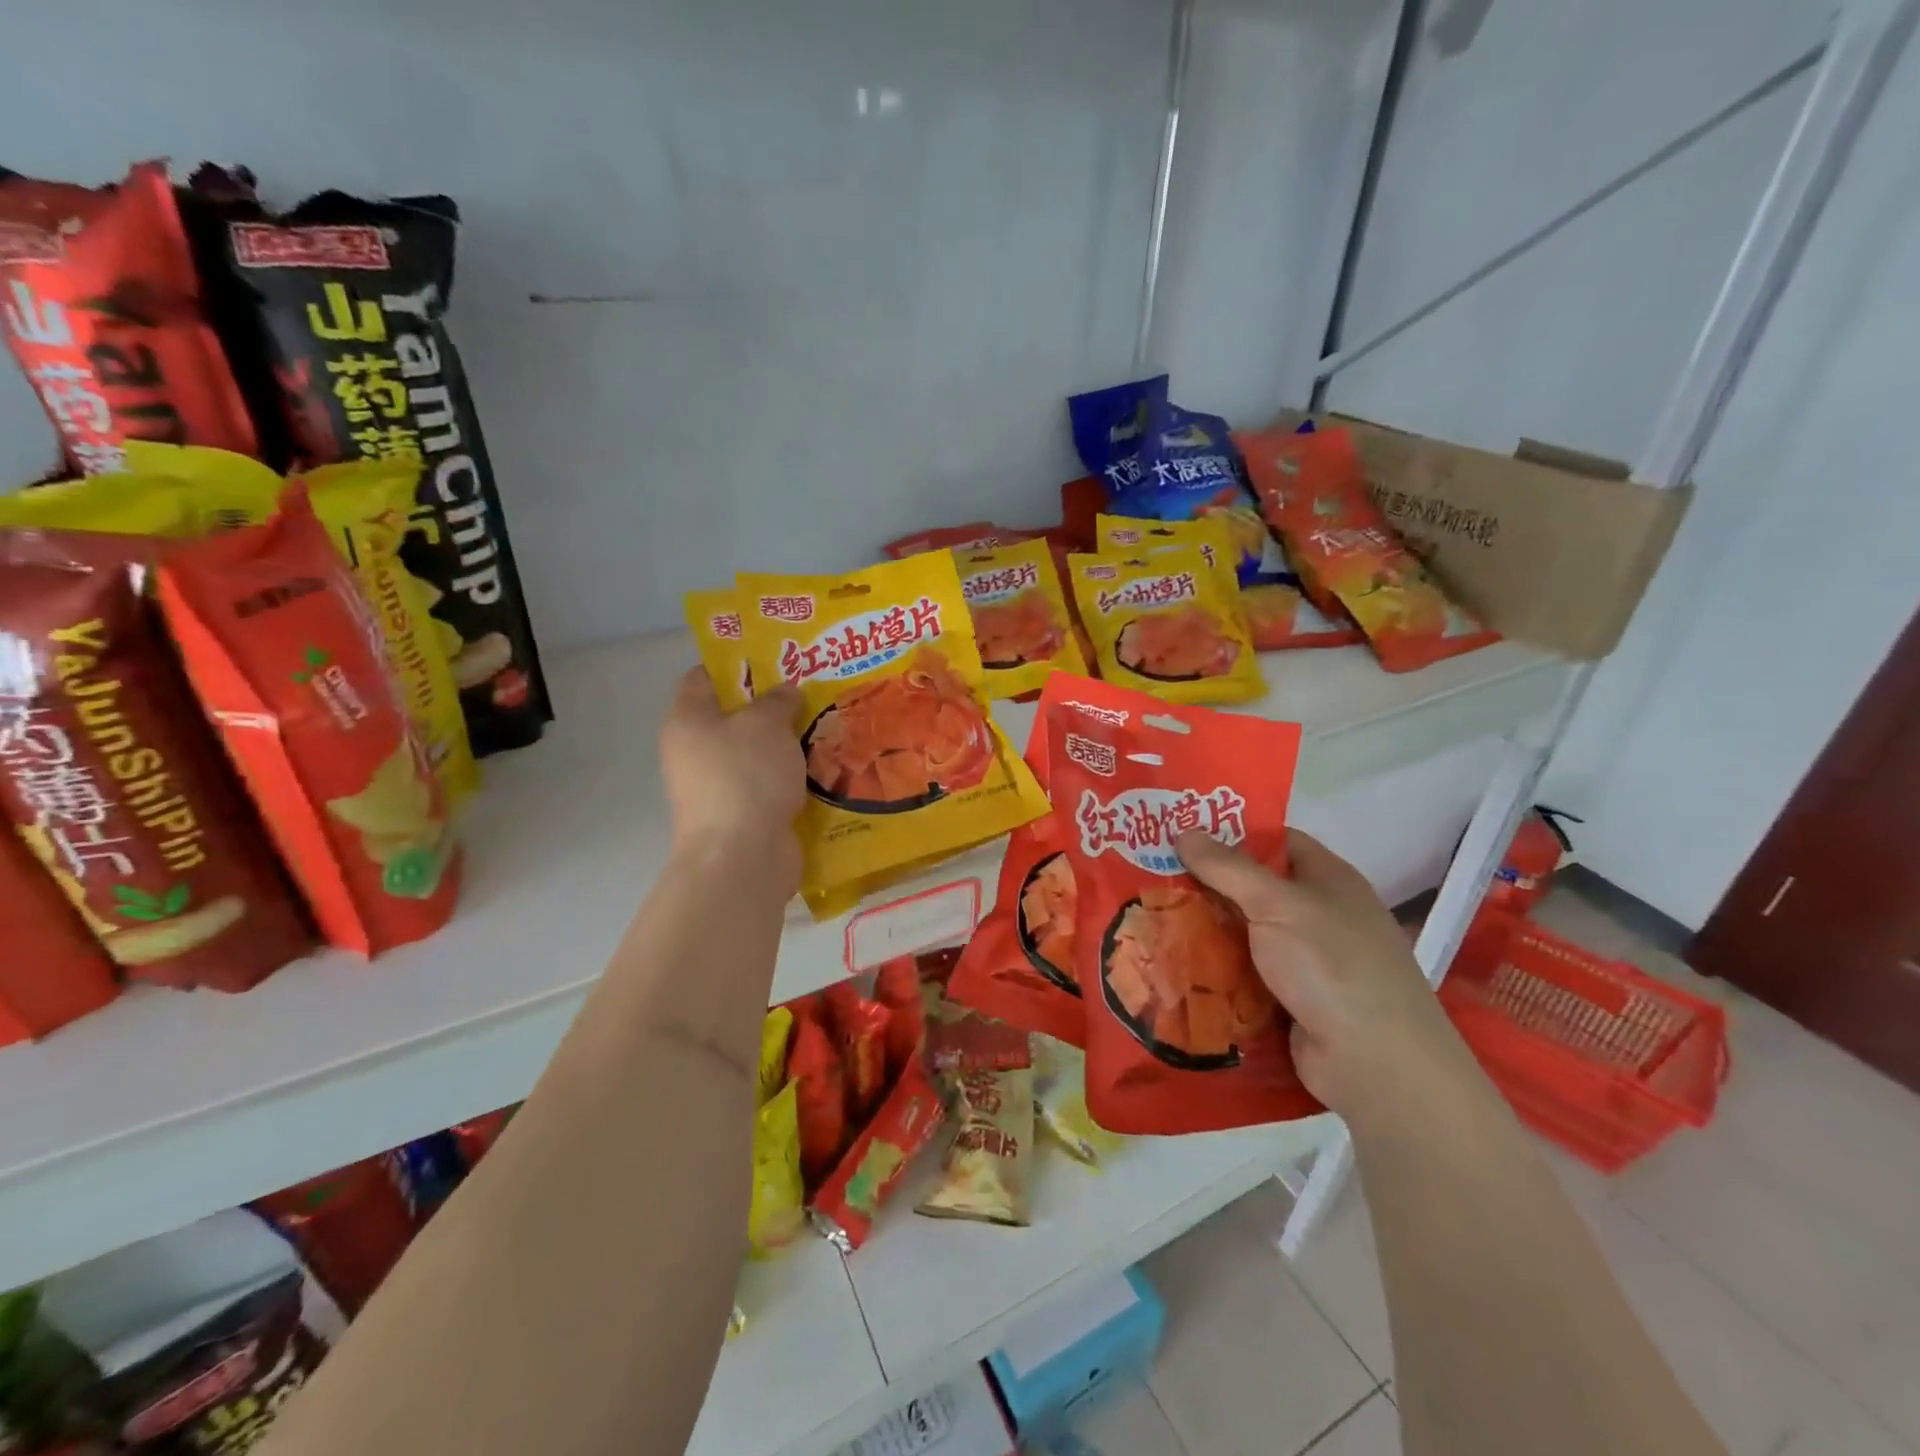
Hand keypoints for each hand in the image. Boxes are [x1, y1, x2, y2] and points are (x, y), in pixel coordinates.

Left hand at [660, 669, 804, 875]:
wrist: (742, 856)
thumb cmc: (746, 776)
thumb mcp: (766, 723)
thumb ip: (777, 700)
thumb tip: (784, 693)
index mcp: (687, 720)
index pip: (702, 677)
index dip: (735, 664)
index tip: (774, 659)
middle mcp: (694, 751)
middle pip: (732, 717)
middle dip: (770, 705)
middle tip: (809, 692)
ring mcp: (716, 787)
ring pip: (753, 753)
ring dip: (784, 743)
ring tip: (823, 726)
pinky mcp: (740, 814)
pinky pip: (767, 784)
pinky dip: (789, 776)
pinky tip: (821, 766)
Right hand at [1177, 829, 1473, 1129]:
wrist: (1375, 1063)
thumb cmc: (1332, 964)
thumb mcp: (1277, 904)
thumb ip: (1228, 868)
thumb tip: (1183, 831)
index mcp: (1329, 880)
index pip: (1278, 841)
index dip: (1233, 833)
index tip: (1183, 833)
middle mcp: (1319, 915)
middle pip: (1255, 889)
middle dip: (1207, 884)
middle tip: (1153, 875)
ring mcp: (1306, 961)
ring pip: (1245, 934)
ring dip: (1206, 930)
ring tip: (1150, 917)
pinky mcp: (1290, 1000)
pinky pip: (1245, 974)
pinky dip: (1215, 970)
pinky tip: (1174, 964)